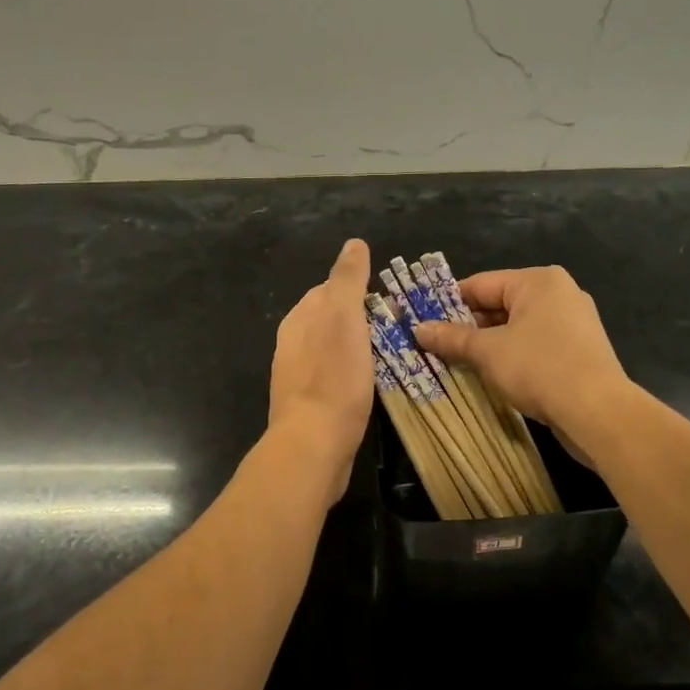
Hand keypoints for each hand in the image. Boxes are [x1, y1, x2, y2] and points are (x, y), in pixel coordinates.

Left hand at [268, 239, 373, 501]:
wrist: (313, 445)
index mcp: (299, 318)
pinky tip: (370, 386)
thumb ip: (347, 279)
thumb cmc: (333, 378)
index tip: (389, 301)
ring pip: (332, 350)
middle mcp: (292, 343)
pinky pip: (334, 378)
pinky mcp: (308, 406)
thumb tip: (354, 243)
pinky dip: (352, 374)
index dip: (359, 290)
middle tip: (397, 328)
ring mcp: (297, 376)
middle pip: (330, 320)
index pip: (328, 289)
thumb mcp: (344, 318)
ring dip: (357, 348)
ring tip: (390, 355)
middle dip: (359, 319)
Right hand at [412, 266, 630, 444]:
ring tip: (457, 362)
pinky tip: (492, 375)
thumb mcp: (487, 352)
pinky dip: (512, 356)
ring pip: (517, 327)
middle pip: (499, 304)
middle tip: (436, 346)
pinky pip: (535, 345)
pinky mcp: (579, 350)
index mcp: (538, 281)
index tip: (422, 321)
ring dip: (488, 344)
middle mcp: (559, 293)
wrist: (598, 412)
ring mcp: (573, 322)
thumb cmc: (539, 368)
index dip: (448, 303)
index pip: (481, 284)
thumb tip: (418, 329)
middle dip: (468, 327)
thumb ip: (452, 337)